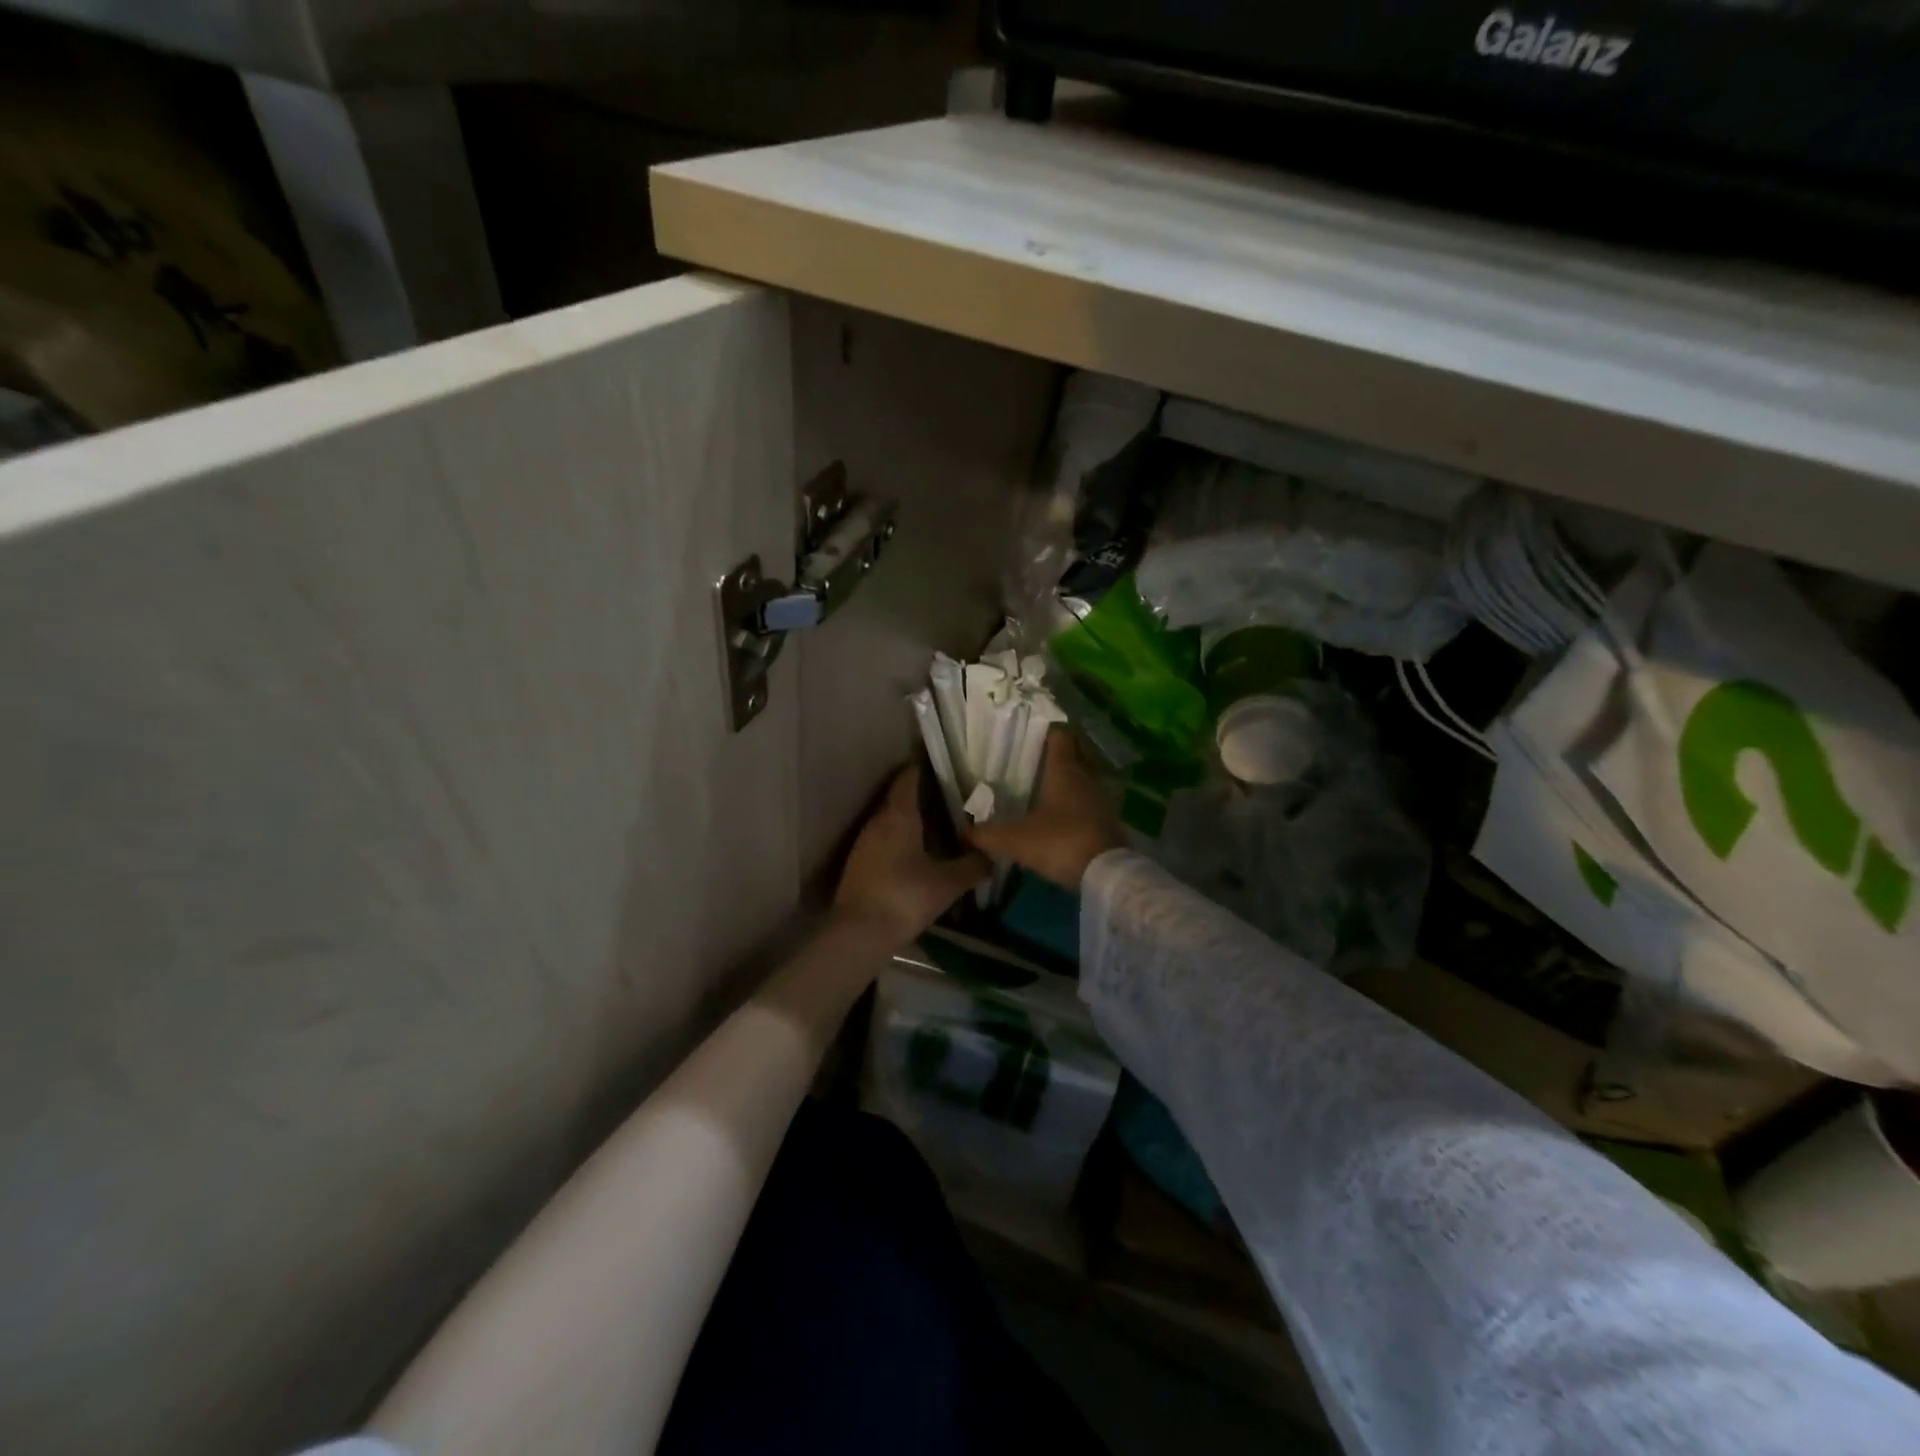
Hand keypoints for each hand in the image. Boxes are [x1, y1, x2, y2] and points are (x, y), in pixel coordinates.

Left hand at [833, 767, 989, 946]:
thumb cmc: (906, 897)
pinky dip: (897, 841)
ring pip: (888, 821)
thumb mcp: (948, 883)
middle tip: (947, 800)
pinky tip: (912, 856)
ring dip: (907, 821)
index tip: (941, 767)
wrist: (859, 933)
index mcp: (899, 816)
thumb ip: (973, 865)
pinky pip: (881, 841)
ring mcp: (863, 843)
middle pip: (898, 799)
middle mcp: (878, 821)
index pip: (908, 779)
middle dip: (920, 796)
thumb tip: (993, 854)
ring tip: (933, 827)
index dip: (922, 769)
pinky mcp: (857, 864)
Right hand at [967, 731, 1121, 890]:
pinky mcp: (1107, 821)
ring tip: (1043, 788)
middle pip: (1072, 756)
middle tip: (1031, 761)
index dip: (1046, 730)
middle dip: (1054, 756)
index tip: (1030, 732)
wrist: (1105, 875)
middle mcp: (1085, 778)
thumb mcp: (1015, 839)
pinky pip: (1088, 803)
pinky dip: (1075, 804)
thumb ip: (987, 834)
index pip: (1059, 736)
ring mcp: (1100, 800)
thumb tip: (964, 831)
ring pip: (1081, 780)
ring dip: (1066, 782)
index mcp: (1063, 771)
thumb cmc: (1059, 842)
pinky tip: (1060, 816)